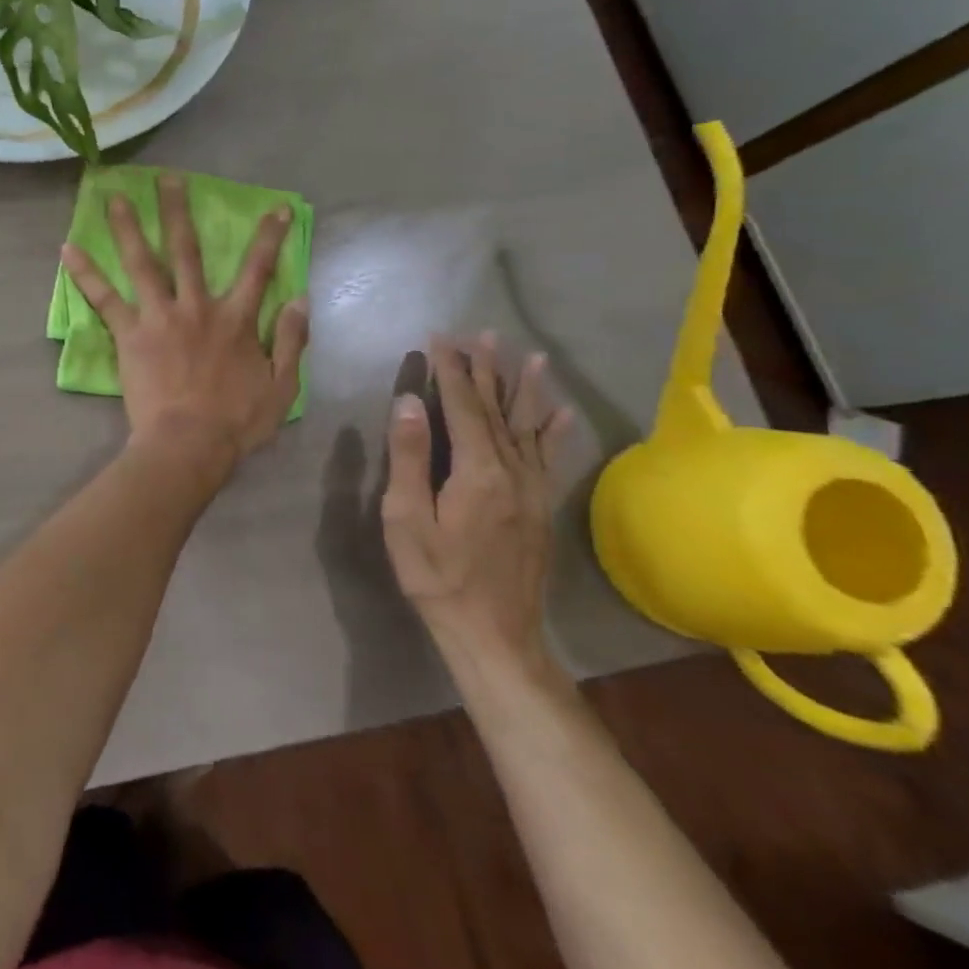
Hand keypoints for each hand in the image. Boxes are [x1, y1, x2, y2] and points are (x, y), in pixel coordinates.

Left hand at [60, 175, 308, 476]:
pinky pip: (104, 299)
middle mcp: (197, 307)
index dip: (269, 237)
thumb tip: (300, 299)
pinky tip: (66, 250)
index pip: (258, 269)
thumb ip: (293, 341)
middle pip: (188, 250)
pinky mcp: (130, 334)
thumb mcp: (282, 386)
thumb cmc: (236, 421)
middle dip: (178, 212)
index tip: (274, 207)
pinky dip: (85, 274)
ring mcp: (160, 317)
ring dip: (128, 227)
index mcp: (236, 319)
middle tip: (168, 179)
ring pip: (142, 262)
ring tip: (113, 197)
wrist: (188, 444)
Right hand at [381, 334, 572, 679]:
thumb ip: (410, 457)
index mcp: (477, 471)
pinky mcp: (540, 507)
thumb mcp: (406, 518)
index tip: (440, 338)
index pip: (462, 407)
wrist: (493, 634)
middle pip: (497, 410)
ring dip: (526, 390)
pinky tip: (562, 413)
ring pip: (528, 428)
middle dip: (487, 370)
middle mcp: (512, 472)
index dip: (452, 371)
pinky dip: (554, 432)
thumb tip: (410, 402)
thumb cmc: (437, 576)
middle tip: (483, 335)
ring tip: (532, 358)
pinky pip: (548, 458)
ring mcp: (531, 490)